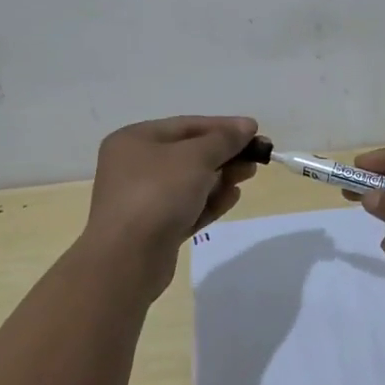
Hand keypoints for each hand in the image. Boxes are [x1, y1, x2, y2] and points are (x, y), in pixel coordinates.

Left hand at [83, 116, 258, 296]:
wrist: (127, 259)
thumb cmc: (158, 193)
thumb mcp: (195, 157)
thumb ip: (224, 139)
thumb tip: (246, 126)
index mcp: (135, 140)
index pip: (187, 125)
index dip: (223, 126)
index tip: (255, 130)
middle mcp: (135, 166)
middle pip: (190, 153)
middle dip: (225, 154)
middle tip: (257, 156)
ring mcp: (144, 199)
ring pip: (191, 182)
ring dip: (221, 177)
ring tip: (249, 175)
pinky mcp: (155, 228)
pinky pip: (188, 207)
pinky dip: (210, 201)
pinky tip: (233, 197)